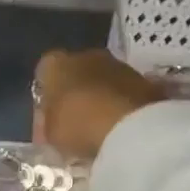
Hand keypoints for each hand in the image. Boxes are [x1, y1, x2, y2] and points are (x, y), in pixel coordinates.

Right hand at [32, 49, 165, 161]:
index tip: (47, 115)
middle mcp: (86, 56)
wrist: (132, 127)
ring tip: (99, 125)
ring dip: (100, 97)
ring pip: (103, 80)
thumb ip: (47, 125)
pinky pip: (124, 92)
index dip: (45, 94)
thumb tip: (48, 127)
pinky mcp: (145, 79)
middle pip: (75, 73)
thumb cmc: (78, 125)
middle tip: (73, 120)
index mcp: (56, 64)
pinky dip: (121, 104)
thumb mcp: (50, 134)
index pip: (44, 72)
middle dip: (74, 92)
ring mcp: (119, 65)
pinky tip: (119, 125)